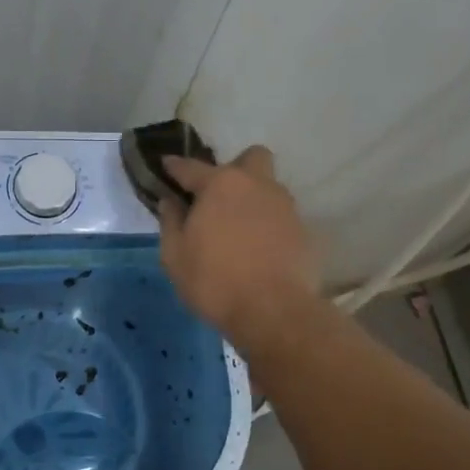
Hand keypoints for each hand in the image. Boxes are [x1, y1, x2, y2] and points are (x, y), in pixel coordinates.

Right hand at [158, 145, 321, 352]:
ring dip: (253, 197)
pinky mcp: (303, 229)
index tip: (166, 165)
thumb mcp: (175, 256)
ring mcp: (284, 205)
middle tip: (218, 197)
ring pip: (269, 186)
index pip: (191, 167)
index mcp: (220, 184)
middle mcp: (256, 184)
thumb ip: (171, 222)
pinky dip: (268, 224)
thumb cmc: (215, 282)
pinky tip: (258, 247)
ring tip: (238, 228)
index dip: (175, 166)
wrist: (275, 312)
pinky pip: (281, 215)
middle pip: (250, 158)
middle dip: (234, 168)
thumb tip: (171, 201)